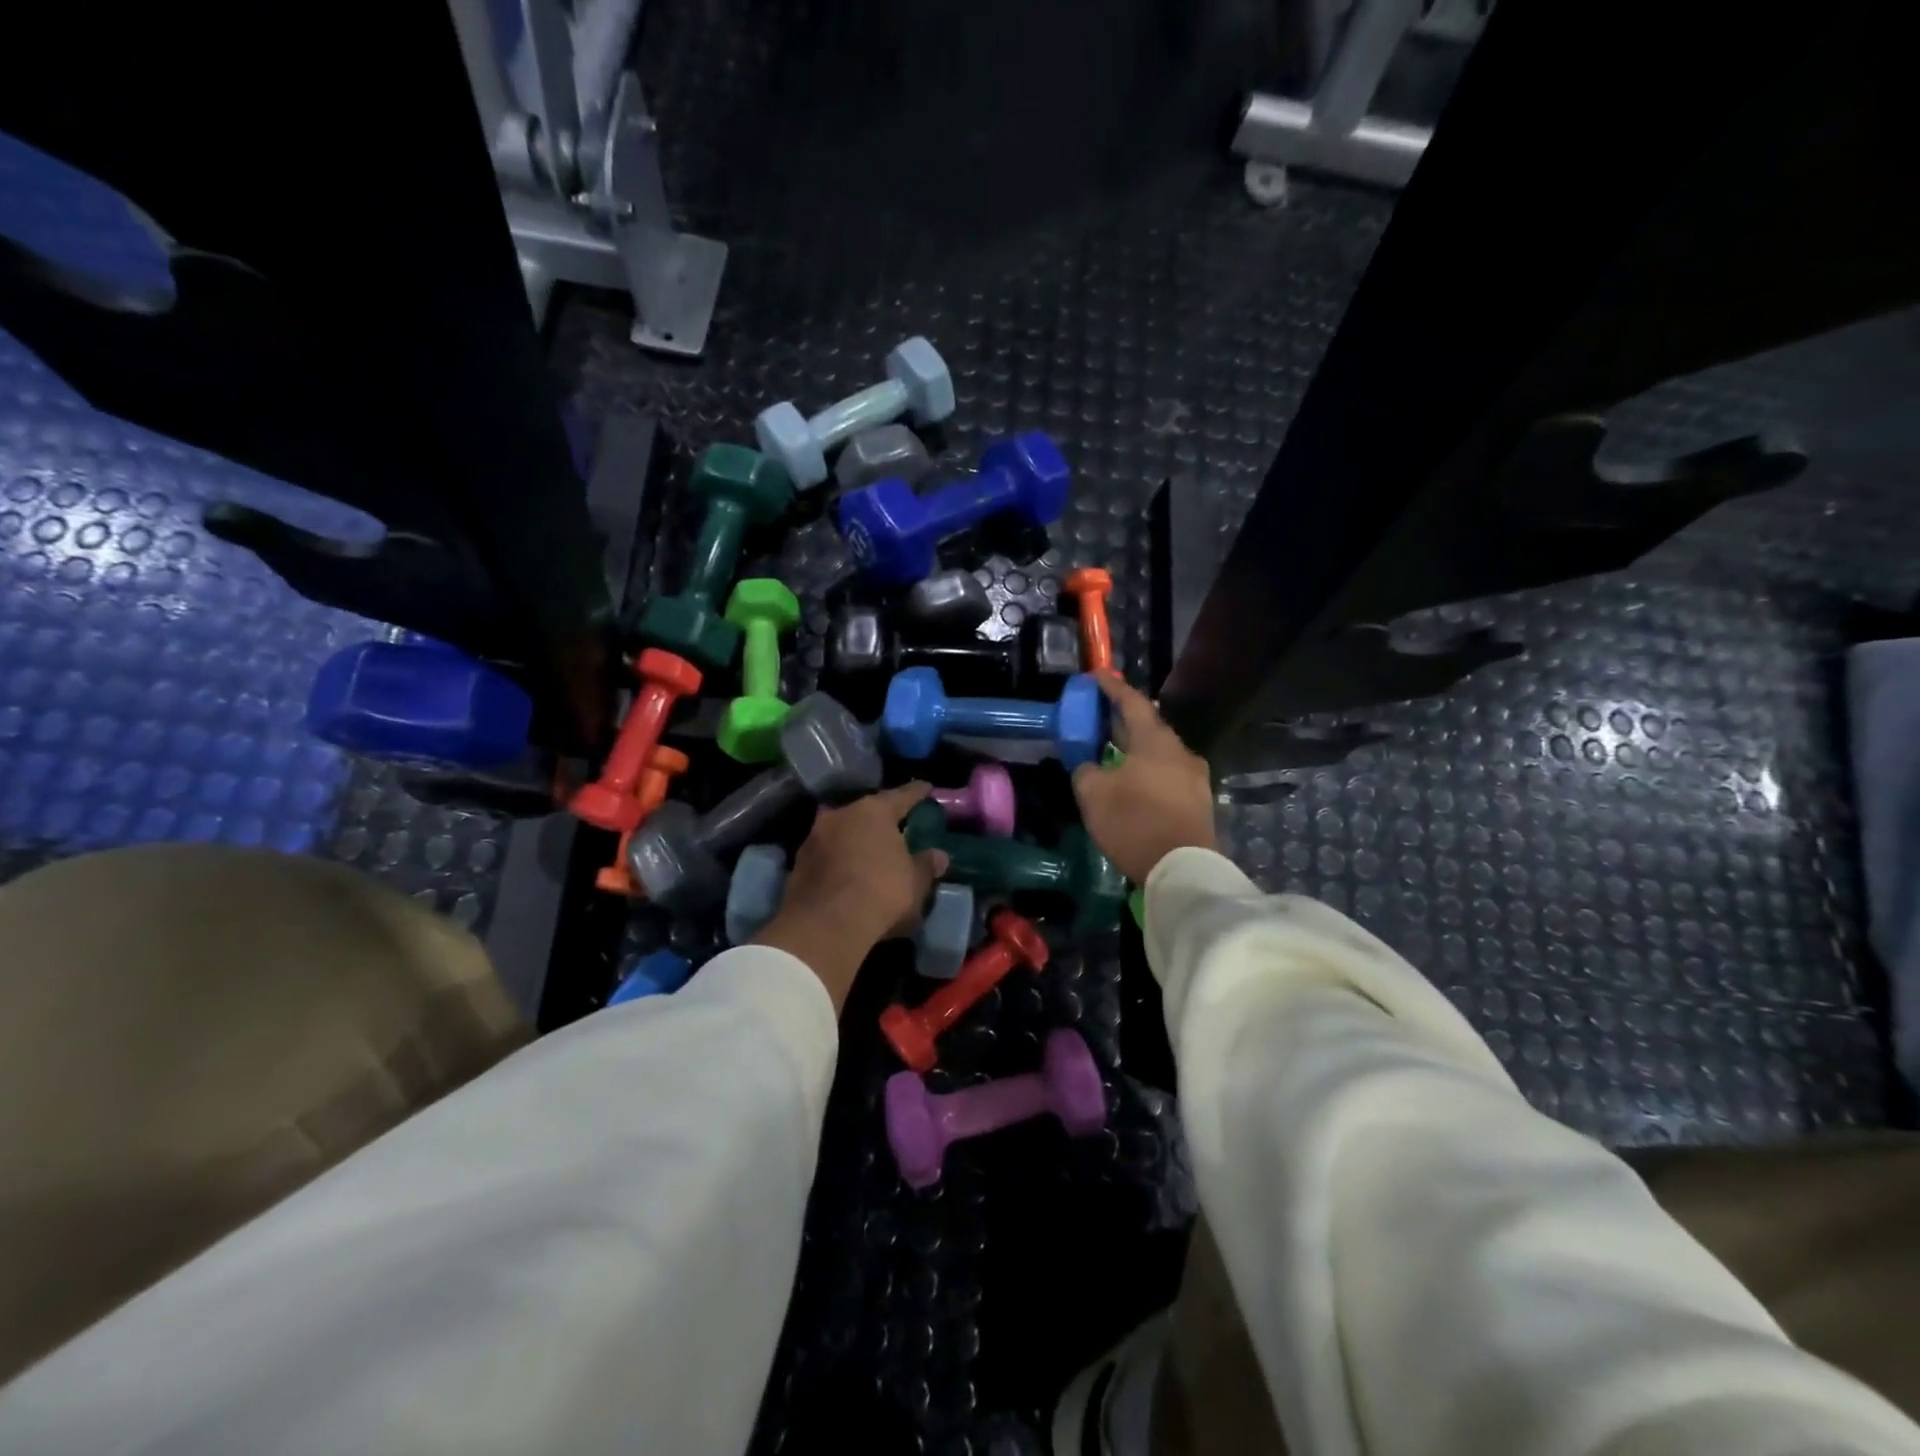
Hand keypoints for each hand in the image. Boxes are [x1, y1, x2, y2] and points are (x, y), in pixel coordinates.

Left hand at [751, 782, 950, 1010]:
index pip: (902, 796)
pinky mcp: (798, 864)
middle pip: (866, 812)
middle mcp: (841, 814)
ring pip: (843, 832)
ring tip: (870, 852)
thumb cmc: (881, 892)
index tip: (926, 788)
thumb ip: (926, 865)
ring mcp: (814, 837)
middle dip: (880, 819)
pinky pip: (827, 855)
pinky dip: (839, 860)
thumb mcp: (916, 882)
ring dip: (855, 840)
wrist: (825, 925)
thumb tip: (939, 856)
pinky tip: (848, 874)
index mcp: (874, 811)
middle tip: (895, 827)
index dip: (917, 793)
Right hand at [1071, 672, 1216, 883]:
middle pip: (1148, 726)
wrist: (1183, 869)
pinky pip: (1167, 774)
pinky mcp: (1198, 801)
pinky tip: (1132, 783)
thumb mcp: (1094, 794)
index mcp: (1155, 741)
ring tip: (1112, 752)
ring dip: (1135, 748)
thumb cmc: (1135, 822)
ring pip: (1159, 753)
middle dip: (1121, 720)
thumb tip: (1089, 764)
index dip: (1112, 688)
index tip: (1097, 676)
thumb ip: (1086, 770)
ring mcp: (1194, 777)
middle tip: (1098, 716)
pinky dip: (1147, 770)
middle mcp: (1180, 751)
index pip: (1132, 702)